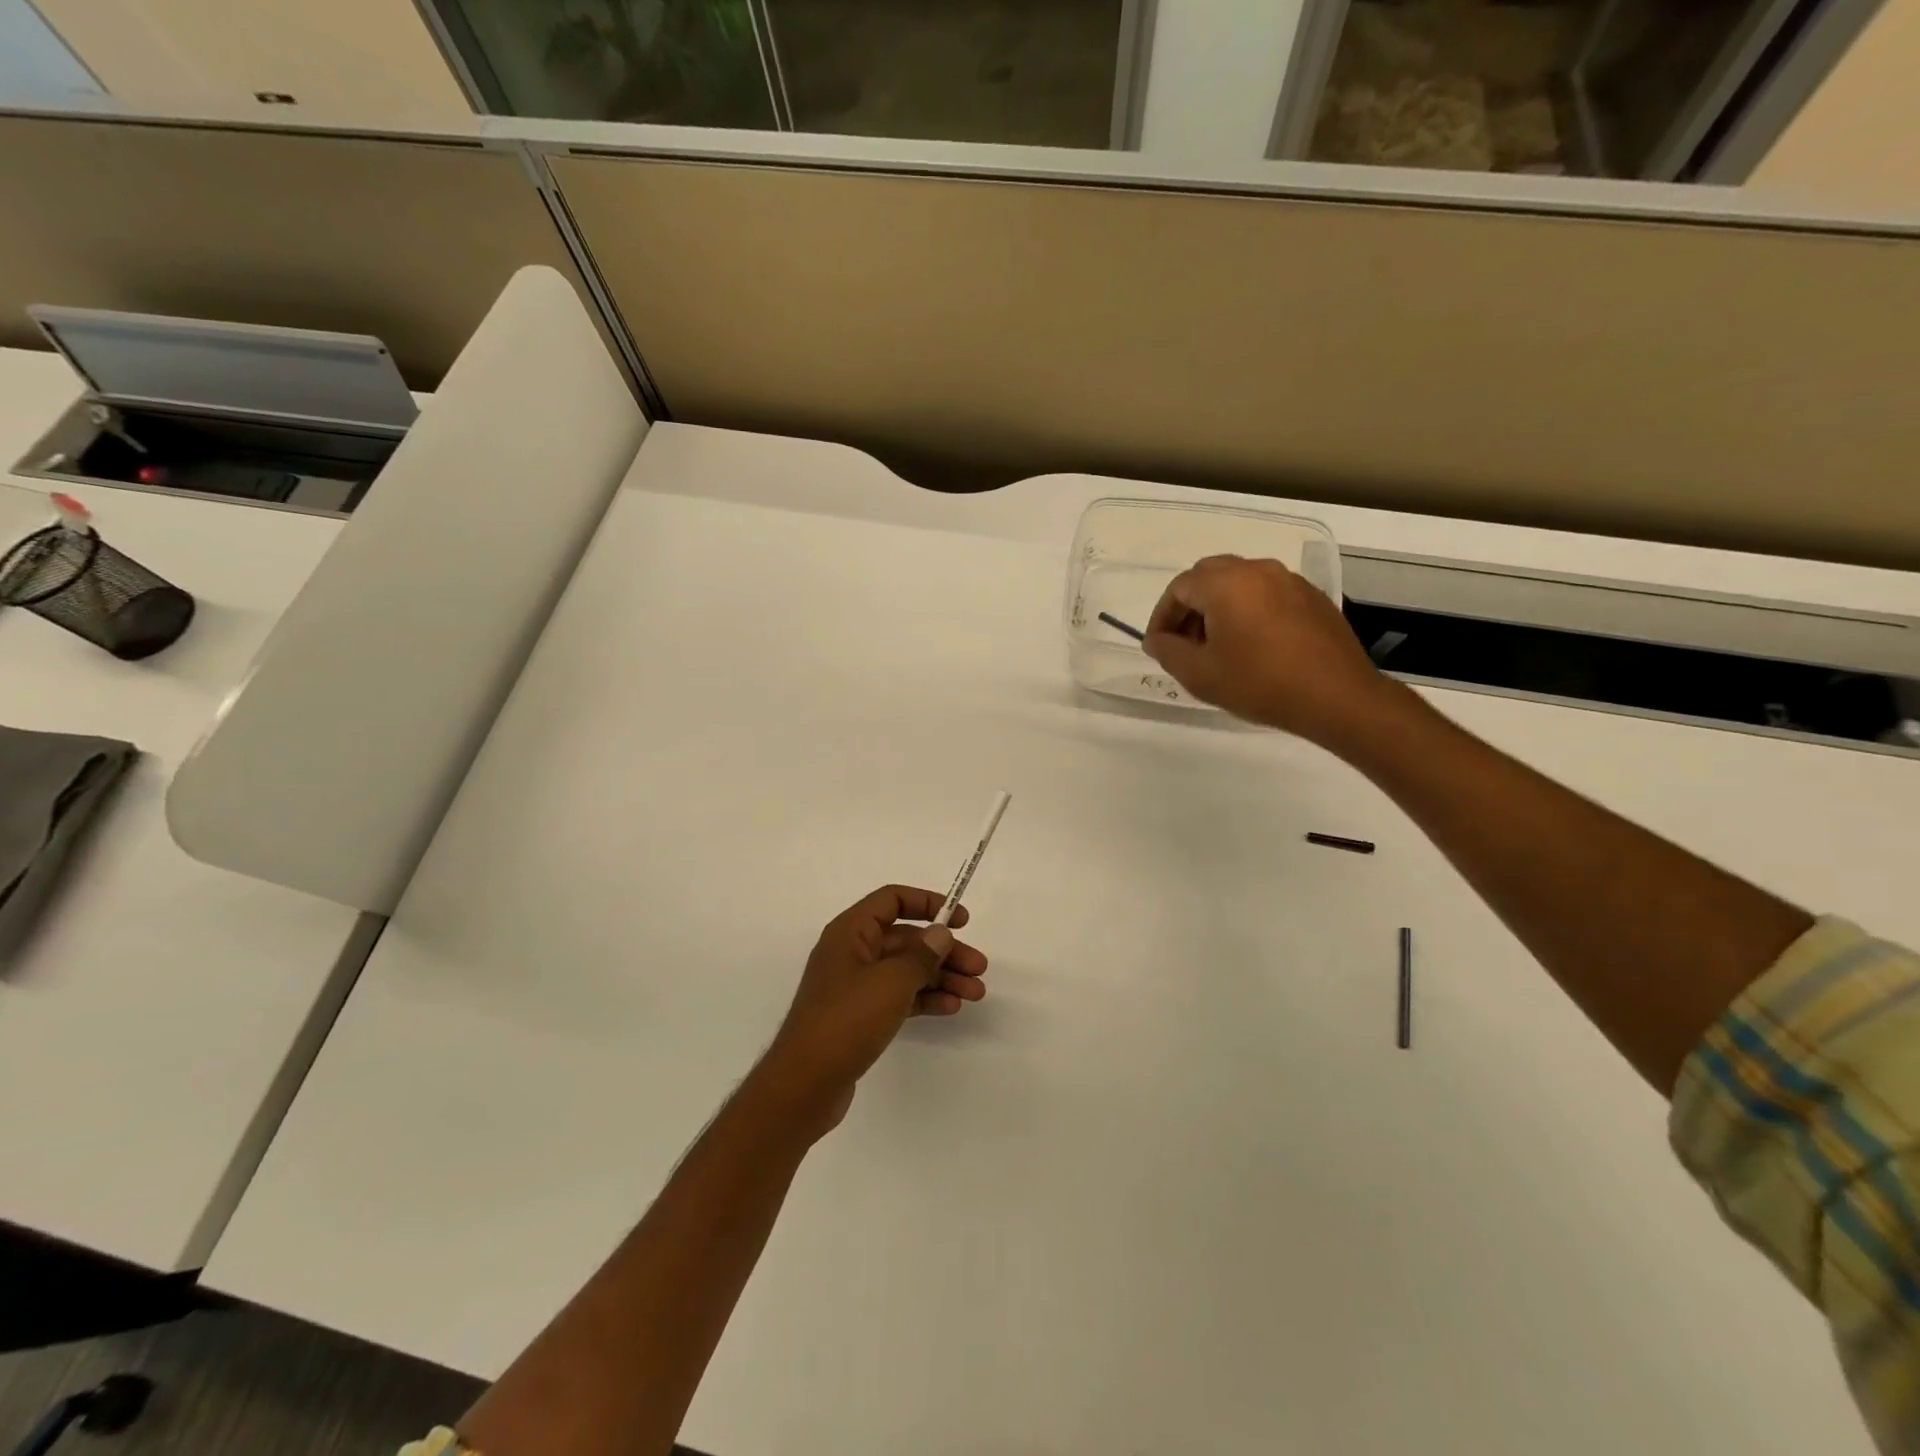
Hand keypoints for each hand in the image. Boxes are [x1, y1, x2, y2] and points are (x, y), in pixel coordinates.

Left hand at [761, 885, 988, 1130]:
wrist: (805, 1084)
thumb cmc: (846, 1020)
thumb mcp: (890, 982)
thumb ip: (921, 955)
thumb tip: (941, 933)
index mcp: (851, 932)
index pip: (892, 900)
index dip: (928, 903)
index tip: (961, 920)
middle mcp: (852, 952)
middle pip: (906, 939)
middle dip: (944, 950)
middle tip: (979, 968)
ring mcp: (856, 986)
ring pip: (906, 970)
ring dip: (941, 977)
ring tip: (975, 993)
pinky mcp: (860, 1016)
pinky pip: (899, 996)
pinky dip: (925, 998)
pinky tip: (951, 1007)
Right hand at [1144, 554, 1389, 747]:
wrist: (1336, 697)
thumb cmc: (1259, 684)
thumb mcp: (1200, 675)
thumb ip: (1168, 651)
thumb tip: (1157, 639)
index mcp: (1225, 583)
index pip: (1179, 588)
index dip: (1162, 617)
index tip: (1159, 647)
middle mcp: (1257, 570)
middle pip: (1208, 576)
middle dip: (1190, 607)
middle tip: (1185, 644)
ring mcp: (1289, 580)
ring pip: (1239, 583)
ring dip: (1219, 607)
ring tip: (1218, 647)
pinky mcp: (1311, 597)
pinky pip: (1267, 594)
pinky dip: (1249, 611)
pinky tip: (1253, 646)